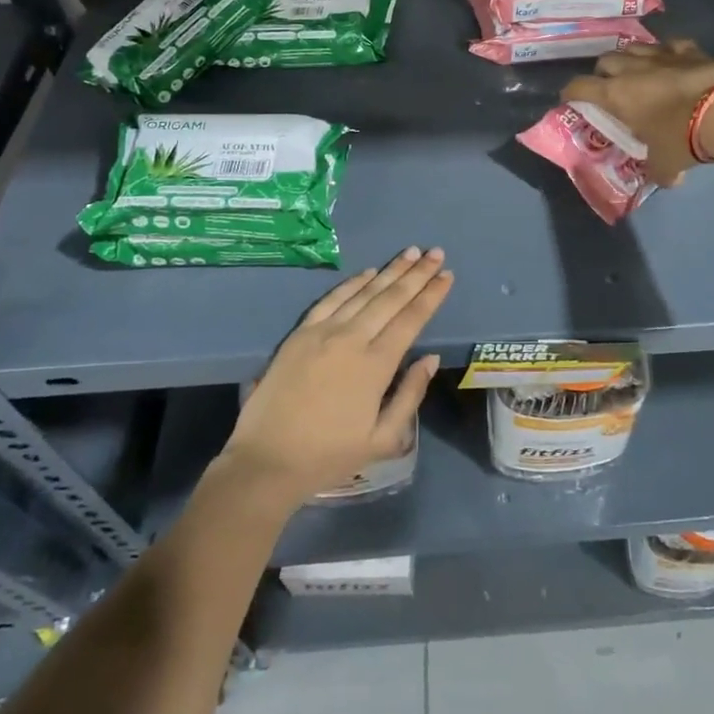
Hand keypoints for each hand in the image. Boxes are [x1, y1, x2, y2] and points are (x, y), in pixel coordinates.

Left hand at [220, 247, 452, 510]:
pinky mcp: (299, 334)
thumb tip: (430, 358)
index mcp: (376, 365)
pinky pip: (331, 299)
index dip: (431, 295)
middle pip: (391, 298)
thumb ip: (410, 395)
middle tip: (435, 253)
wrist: (266, 461)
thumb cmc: (329, 455)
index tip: (447, 275)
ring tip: (411, 253)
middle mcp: (351, 339)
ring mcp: (323, 332)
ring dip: (390, 271)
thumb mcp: (382, 439)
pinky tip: (369, 272)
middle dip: (417, 274)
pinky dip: (353, 283)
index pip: (411, 319)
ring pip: (364, 293)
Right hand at [562, 40, 713, 185]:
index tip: (570, 99)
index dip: (571, 92)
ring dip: (630, 59)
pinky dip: (666, 53)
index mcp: (616, 95)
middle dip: (603, 73)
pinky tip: (671, 62)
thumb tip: (666, 180)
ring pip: (634, 47)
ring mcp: (661, 55)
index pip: (579, 87)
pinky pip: (669, 45)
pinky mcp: (689, 49)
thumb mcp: (665, 163)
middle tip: (609, 89)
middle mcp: (632, 69)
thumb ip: (658, 171)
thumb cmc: (683, 138)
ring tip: (637, 73)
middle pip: (605, 60)